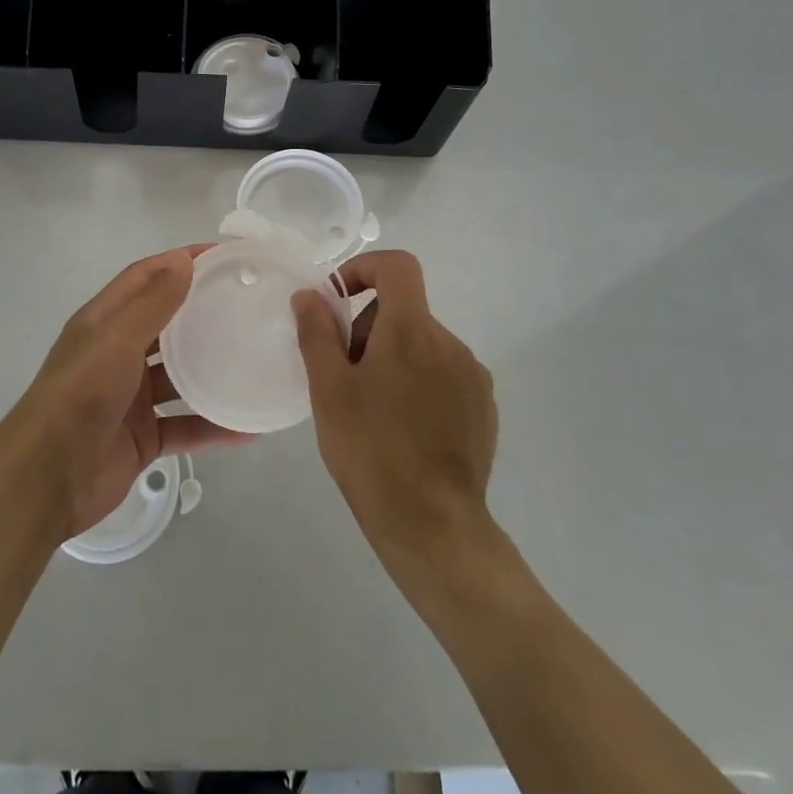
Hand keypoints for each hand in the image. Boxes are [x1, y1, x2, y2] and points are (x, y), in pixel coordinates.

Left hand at [12, 248, 247, 536]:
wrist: (47, 478)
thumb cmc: (80, 394)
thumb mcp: (116, 340)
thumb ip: (152, 304)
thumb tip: (183, 261)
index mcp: (104, 322)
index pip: (145, 278)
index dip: (180, 261)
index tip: (224, 255)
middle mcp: (117, 354)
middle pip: (166, 324)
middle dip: (202, 311)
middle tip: (248, 303)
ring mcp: (131, 397)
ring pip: (179, 376)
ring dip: (212, 369)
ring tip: (256, 358)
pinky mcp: (143, 437)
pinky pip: (185, 425)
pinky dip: (213, 425)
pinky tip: (249, 426)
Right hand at [293, 251, 499, 573]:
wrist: (434, 527)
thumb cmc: (371, 452)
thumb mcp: (328, 390)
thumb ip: (317, 333)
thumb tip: (309, 295)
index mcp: (413, 331)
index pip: (398, 266)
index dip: (363, 269)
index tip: (337, 301)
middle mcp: (450, 343)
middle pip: (404, 310)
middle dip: (368, 329)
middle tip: (343, 376)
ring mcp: (473, 377)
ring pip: (422, 345)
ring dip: (392, 359)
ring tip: (370, 409)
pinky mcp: (483, 408)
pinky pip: (443, 374)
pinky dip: (418, 383)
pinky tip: (402, 429)